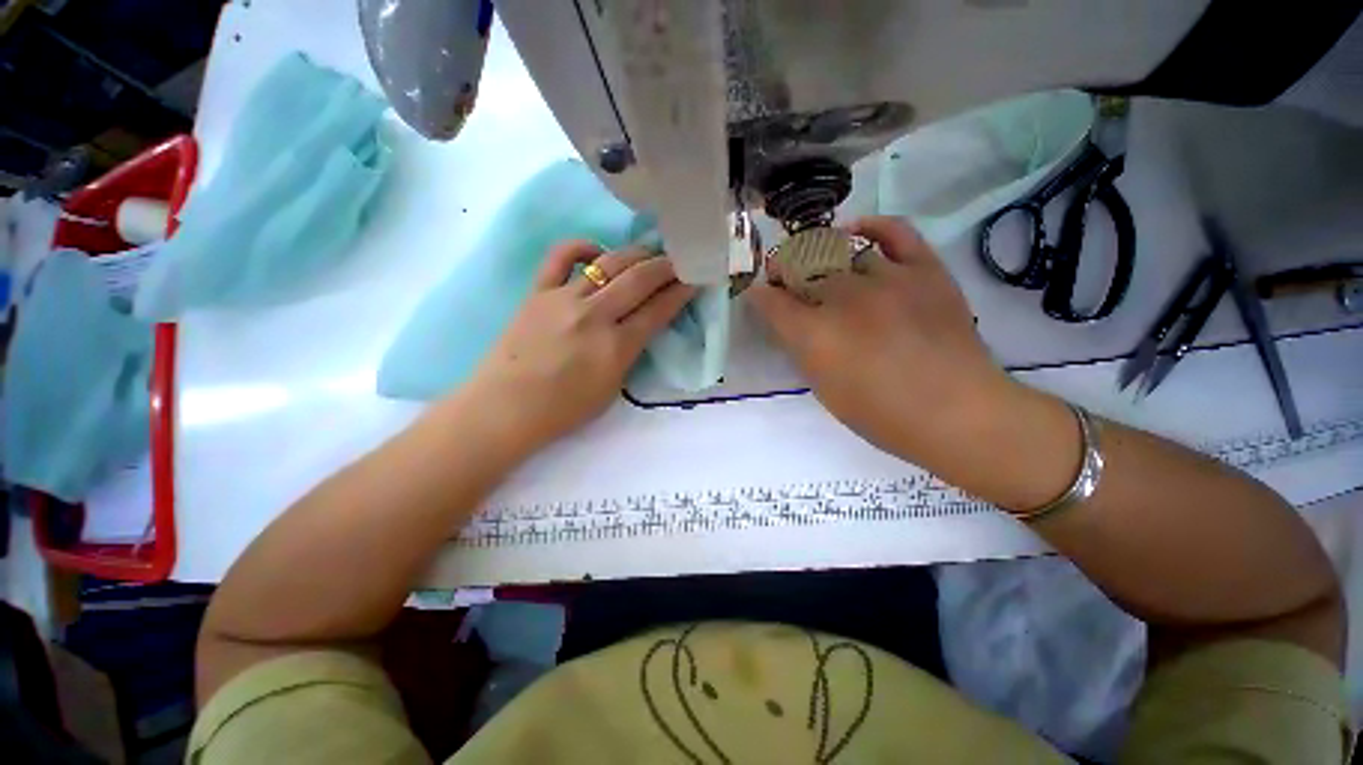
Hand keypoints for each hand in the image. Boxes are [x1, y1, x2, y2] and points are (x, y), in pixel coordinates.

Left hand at [458, 241, 695, 457]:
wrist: (505, 408)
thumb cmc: (564, 409)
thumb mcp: (613, 388)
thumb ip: (630, 353)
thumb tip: (640, 325)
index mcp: (616, 347)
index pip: (658, 310)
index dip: (681, 292)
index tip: (695, 278)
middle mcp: (594, 316)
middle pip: (639, 280)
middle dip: (666, 266)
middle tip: (680, 259)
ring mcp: (564, 299)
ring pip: (608, 263)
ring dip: (635, 254)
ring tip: (650, 252)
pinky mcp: (538, 292)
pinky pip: (560, 256)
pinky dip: (582, 246)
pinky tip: (597, 251)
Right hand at [749, 216, 1021, 467]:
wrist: (957, 413)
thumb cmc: (881, 414)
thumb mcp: (824, 389)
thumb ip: (801, 350)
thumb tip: (789, 323)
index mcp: (816, 335)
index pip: (772, 302)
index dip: (760, 294)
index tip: (758, 293)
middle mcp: (845, 300)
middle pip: (802, 268)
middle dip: (785, 270)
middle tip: (786, 278)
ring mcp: (887, 279)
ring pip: (842, 250)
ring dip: (823, 257)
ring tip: (822, 266)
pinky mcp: (923, 270)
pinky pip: (895, 231)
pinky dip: (872, 225)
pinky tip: (857, 230)